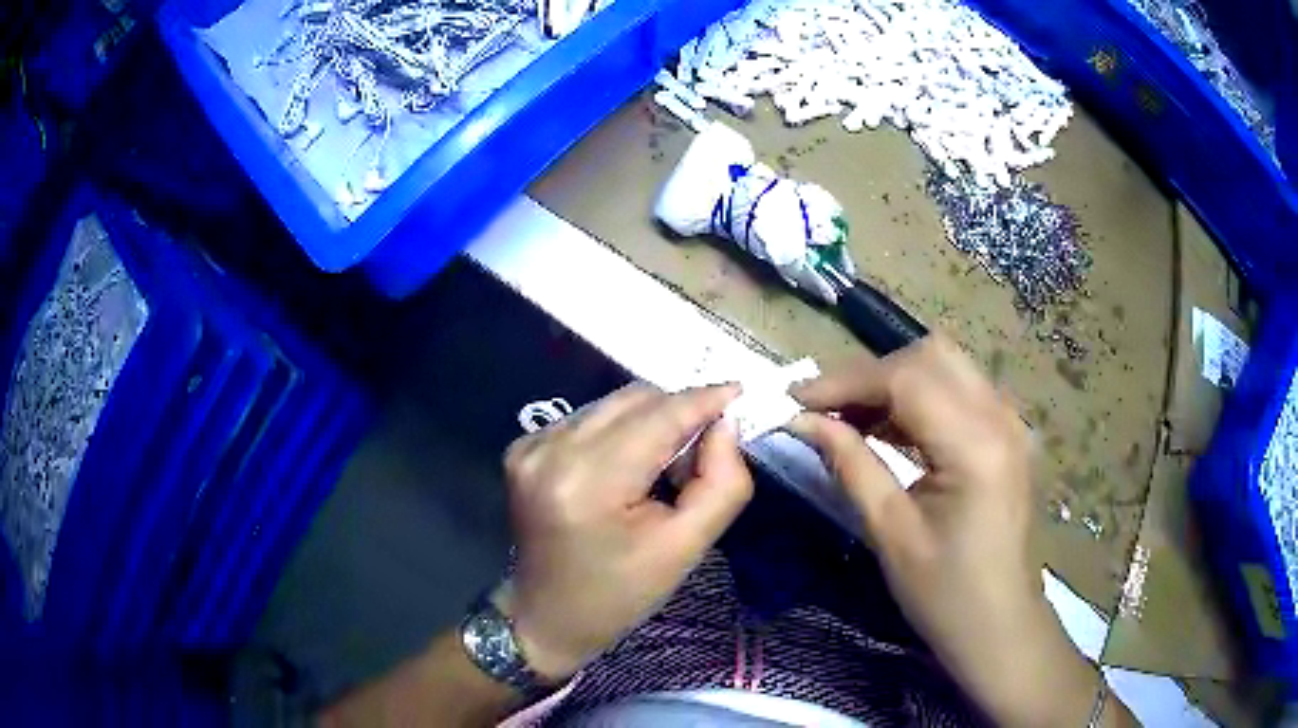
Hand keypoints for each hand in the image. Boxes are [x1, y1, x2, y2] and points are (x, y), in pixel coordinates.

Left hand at [500, 383, 753, 682]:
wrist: (547, 617)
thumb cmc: (620, 594)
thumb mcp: (685, 549)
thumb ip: (721, 484)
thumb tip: (725, 425)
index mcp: (588, 481)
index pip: (659, 417)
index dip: (703, 399)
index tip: (740, 391)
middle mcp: (551, 449)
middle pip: (635, 400)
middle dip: (678, 415)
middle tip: (701, 457)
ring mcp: (531, 445)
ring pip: (613, 405)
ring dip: (650, 424)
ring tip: (661, 474)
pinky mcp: (524, 447)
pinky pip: (590, 419)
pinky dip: (620, 433)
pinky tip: (624, 473)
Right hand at [789, 336, 1128, 726]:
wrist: (1000, 626)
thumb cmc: (944, 594)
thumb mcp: (890, 534)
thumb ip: (850, 465)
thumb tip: (802, 421)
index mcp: (976, 446)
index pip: (906, 379)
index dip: (846, 382)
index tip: (797, 400)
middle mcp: (1001, 418)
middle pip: (931, 355)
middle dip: (873, 373)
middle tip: (828, 409)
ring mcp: (1011, 423)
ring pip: (948, 366)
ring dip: (897, 382)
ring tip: (852, 419)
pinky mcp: (1010, 435)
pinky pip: (961, 391)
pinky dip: (921, 398)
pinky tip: (892, 429)